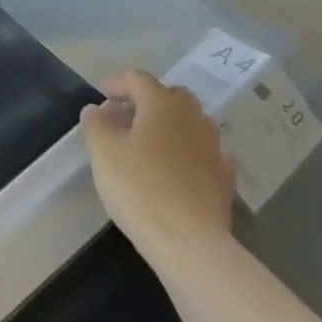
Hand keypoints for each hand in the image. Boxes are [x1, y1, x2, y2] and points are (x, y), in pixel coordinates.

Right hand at [80, 71, 234, 259]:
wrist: (189, 242)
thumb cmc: (139, 188)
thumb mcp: (103, 152)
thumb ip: (97, 123)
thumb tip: (98, 109)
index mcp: (162, 104)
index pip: (138, 79)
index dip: (118, 83)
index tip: (102, 96)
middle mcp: (193, 117)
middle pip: (170, 96)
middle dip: (147, 100)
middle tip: (124, 117)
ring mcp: (214, 146)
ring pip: (189, 123)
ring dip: (168, 125)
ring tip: (147, 145)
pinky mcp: (224, 176)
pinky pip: (202, 152)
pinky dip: (186, 152)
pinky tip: (175, 170)